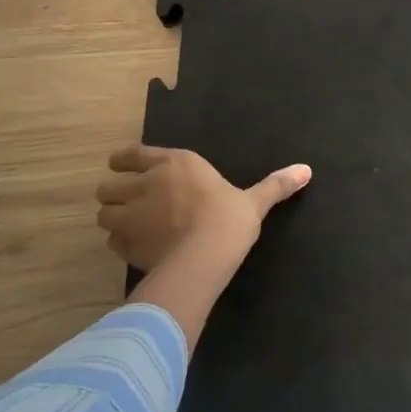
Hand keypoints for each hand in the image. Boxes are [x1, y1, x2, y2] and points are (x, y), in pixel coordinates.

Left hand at [96, 144, 310, 271]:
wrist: (205, 257)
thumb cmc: (230, 220)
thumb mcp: (255, 202)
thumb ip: (275, 186)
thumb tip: (307, 170)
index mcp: (176, 163)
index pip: (132, 154)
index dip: (124, 161)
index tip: (124, 168)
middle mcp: (146, 183)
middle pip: (109, 184)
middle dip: (115, 193)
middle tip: (129, 203)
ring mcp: (131, 214)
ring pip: (103, 212)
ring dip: (113, 217)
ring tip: (128, 226)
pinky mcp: (125, 243)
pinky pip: (111, 240)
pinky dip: (119, 242)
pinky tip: (135, 248)